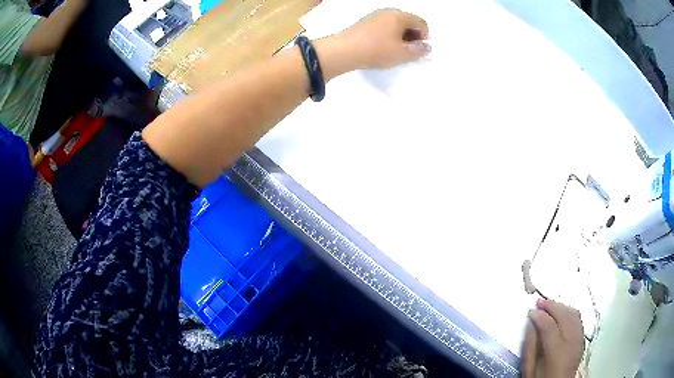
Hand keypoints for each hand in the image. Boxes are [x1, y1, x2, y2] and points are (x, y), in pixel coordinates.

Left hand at [337, 9, 430, 69]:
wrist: (344, 50)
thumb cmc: (377, 50)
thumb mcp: (402, 54)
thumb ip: (419, 51)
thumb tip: (427, 47)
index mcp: (400, 16)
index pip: (421, 22)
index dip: (425, 36)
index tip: (419, 49)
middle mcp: (388, 11)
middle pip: (408, 21)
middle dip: (413, 35)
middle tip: (409, 50)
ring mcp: (375, 15)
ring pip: (395, 23)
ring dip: (401, 35)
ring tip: (396, 50)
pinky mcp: (365, 22)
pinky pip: (384, 25)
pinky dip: (389, 34)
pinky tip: (383, 46)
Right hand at [523, 299, 584, 377]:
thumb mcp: (530, 368)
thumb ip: (530, 346)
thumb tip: (531, 324)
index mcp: (556, 352)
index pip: (549, 326)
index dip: (539, 316)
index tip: (531, 310)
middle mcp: (572, 342)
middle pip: (564, 316)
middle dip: (551, 306)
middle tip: (539, 301)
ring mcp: (579, 340)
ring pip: (573, 314)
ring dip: (561, 306)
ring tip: (550, 304)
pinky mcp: (582, 339)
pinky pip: (578, 319)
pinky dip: (570, 311)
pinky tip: (562, 311)